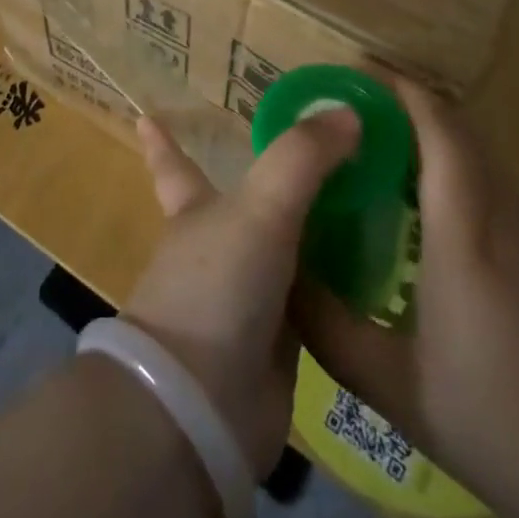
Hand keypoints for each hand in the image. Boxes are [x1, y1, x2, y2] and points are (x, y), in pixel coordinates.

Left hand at [123, 106, 360, 477]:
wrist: (206, 406)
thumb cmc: (217, 286)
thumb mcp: (261, 207)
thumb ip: (303, 157)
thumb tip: (348, 112)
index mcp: (196, 208)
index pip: (173, 164)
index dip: (162, 141)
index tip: (144, 114)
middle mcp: (218, 246)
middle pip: (241, 204)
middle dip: (266, 182)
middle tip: (313, 154)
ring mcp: (247, 295)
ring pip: (284, 249)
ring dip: (313, 230)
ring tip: (359, 201)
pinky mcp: (279, 342)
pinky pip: (315, 298)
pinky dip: (338, 281)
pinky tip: (374, 267)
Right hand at [296, 78, 518, 517]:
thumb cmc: (502, 426)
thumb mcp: (395, 389)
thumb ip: (327, 326)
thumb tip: (277, 272)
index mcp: (465, 231)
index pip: (437, 125)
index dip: (394, 86)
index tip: (346, 73)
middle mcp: (504, 212)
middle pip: (457, 125)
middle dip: (402, 98)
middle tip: (346, 105)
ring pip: (478, 148)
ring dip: (427, 127)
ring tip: (373, 142)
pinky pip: (491, 176)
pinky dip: (451, 159)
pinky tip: (421, 199)